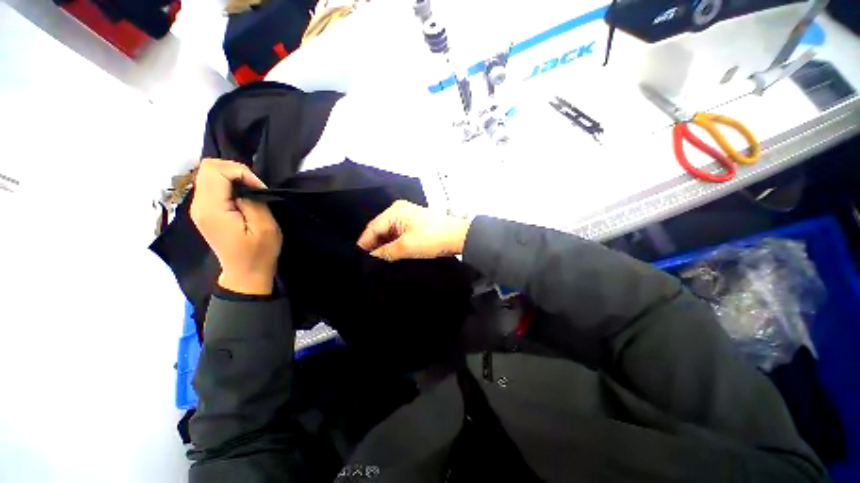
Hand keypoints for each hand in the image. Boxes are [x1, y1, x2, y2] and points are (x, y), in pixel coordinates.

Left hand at [190, 159, 282, 294]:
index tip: (259, 189)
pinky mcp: (205, 211)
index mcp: (212, 209)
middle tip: (255, 188)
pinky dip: (229, 184)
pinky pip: (212, 185)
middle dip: (235, 171)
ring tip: (251, 192)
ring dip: (233, 177)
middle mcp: (199, 205)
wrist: (245, 273)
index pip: (215, 170)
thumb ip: (253, 201)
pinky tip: (243, 197)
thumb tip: (245, 187)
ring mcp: (199, 208)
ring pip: (209, 174)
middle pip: (208, 168)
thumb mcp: (265, 227)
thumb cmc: (259, 253)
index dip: (240, 172)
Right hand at [357, 200, 471, 260]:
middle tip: (369, 261)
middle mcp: (399, 210)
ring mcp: (408, 216)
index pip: (373, 227)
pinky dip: (394, 242)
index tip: (359, 258)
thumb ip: (386, 252)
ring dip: (385, 245)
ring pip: (389, 232)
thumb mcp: (406, 247)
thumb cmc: (433, 238)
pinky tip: (391, 253)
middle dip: (375, 244)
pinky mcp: (415, 223)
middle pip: (380, 229)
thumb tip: (373, 256)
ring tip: (379, 260)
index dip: (365, 243)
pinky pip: (398, 233)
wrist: (459, 236)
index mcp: (395, 211)